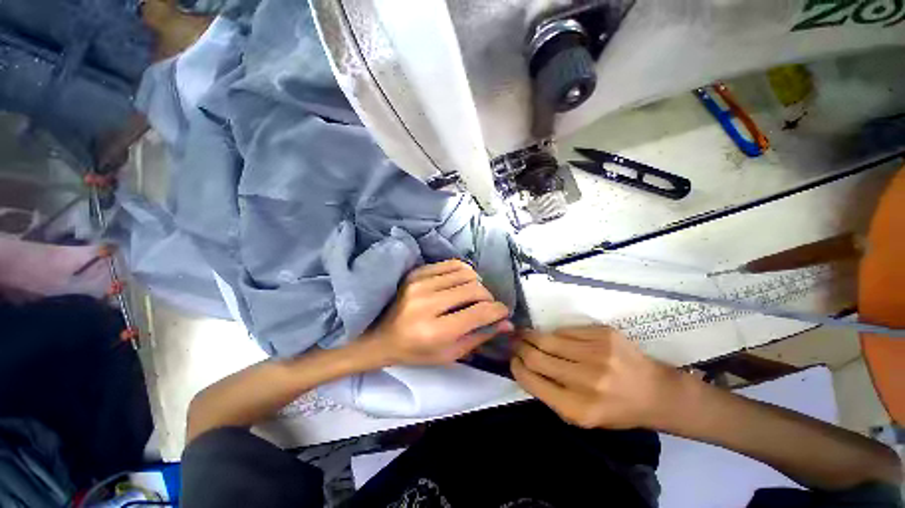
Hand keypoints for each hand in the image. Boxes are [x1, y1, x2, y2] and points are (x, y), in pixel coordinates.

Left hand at [364, 260, 512, 365]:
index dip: (497, 310)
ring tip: (473, 295)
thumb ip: (480, 336)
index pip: (478, 313)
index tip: (503, 311)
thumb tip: (506, 322)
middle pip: (474, 288)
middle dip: (488, 297)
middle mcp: (427, 303)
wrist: (380, 336)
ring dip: (476, 284)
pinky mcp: (416, 272)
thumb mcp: (449, 354)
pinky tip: (461, 283)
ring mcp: (419, 283)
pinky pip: (451, 264)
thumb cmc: (415, 351)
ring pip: (465, 273)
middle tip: (486, 306)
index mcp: (435, 331)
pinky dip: (463, 272)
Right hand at [511, 326, 678, 429]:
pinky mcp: (603, 334)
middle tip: (514, 342)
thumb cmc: (614, 409)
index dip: (517, 367)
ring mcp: (597, 353)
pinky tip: (557, 338)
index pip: (532, 380)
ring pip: (548, 339)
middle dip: (520, 347)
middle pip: (536, 357)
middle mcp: (587, 380)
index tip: (513, 360)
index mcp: (578, 408)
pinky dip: (557, 335)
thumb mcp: (580, 416)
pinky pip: (566, 330)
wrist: (654, 392)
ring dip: (532, 336)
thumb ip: (550, 394)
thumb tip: (523, 366)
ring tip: (526, 334)